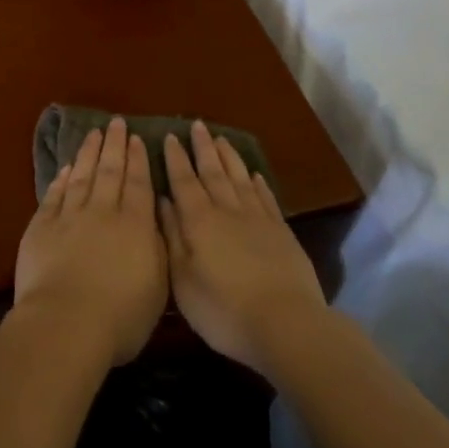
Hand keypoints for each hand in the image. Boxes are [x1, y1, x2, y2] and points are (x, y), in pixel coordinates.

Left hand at [14, 117, 168, 366]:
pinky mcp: (41, 227)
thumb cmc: (120, 316)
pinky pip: (54, 195)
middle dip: (115, 145)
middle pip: (110, 171)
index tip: (137, 138)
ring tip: (94, 134)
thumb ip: (158, 248)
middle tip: (116, 122)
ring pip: (82, 176)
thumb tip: (155, 220)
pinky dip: (61, 180)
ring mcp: (70, 217)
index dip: (138, 159)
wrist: (66, 324)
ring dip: (89, 153)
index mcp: (135, 225)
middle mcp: (103, 212)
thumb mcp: (158, 286)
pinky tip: (66, 168)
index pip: (139, 183)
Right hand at [160, 122, 326, 374]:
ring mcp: (258, 218)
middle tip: (197, 124)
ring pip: (239, 178)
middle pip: (213, 171)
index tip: (170, 136)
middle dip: (203, 147)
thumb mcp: (183, 280)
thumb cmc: (224, 309)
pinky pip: (265, 197)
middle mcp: (227, 210)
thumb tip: (162, 202)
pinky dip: (257, 182)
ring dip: (229, 157)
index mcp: (200, 221)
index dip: (176, 158)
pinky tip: (254, 174)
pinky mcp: (281, 231)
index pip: (184, 181)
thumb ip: (172, 238)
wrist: (285, 323)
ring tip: (221, 138)